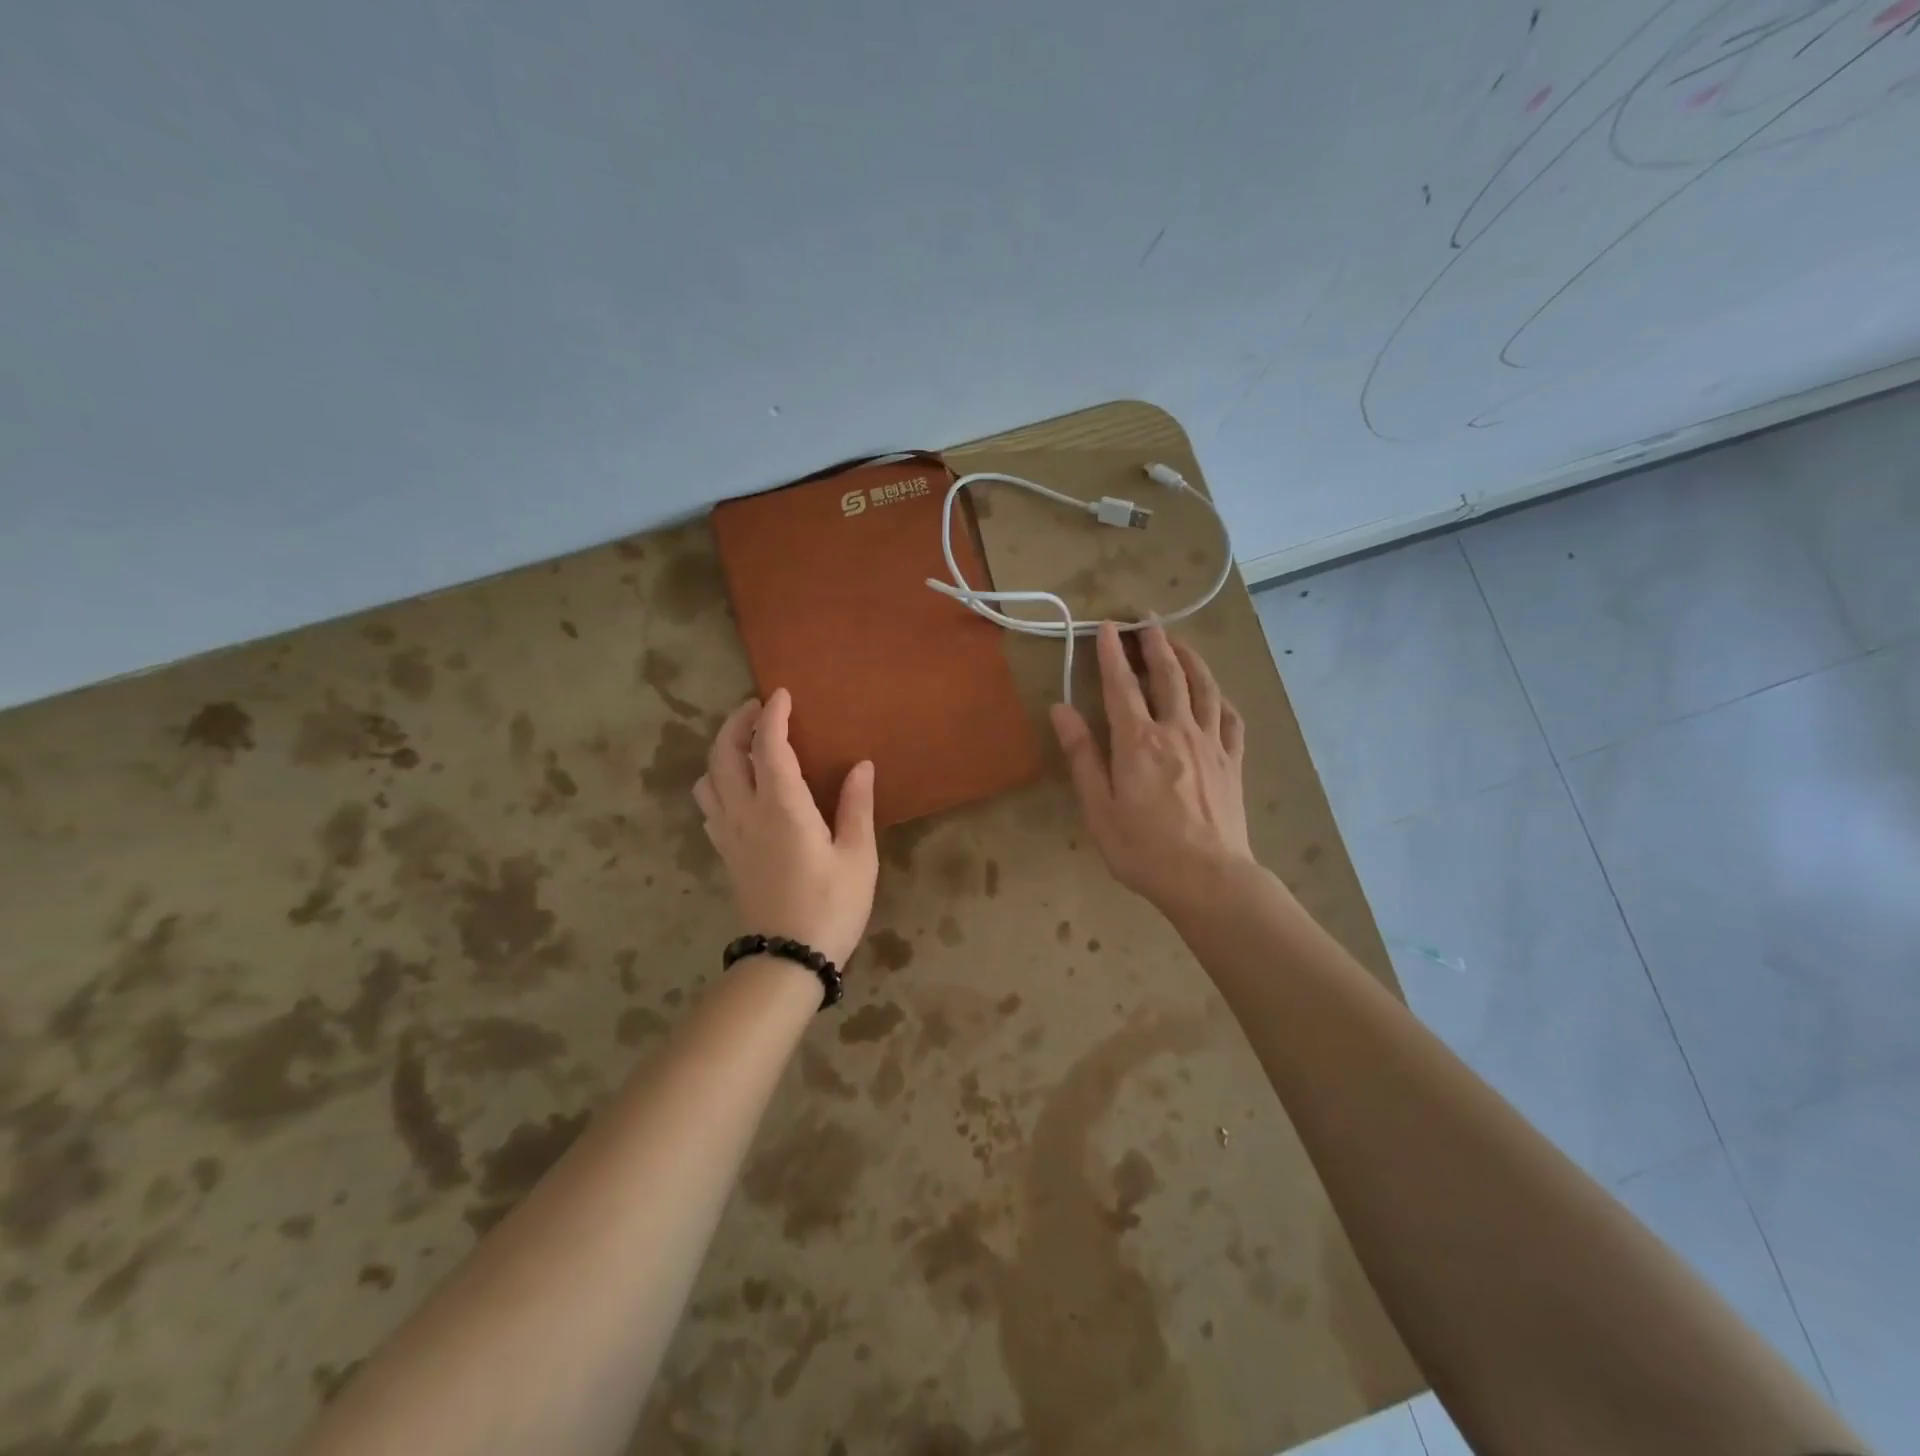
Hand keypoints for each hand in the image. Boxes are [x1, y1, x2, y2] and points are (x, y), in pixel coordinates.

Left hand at [692, 689, 877, 969]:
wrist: (788, 959)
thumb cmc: (831, 906)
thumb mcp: (857, 857)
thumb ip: (856, 807)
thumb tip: (861, 765)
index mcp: (783, 808)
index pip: (769, 747)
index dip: (773, 717)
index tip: (782, 694)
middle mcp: (746, 813)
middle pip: (724, 755)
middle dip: (736, 724)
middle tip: (758, 709)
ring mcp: (729, 834)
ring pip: (708, 779)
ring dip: (721, 752)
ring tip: (745, 744)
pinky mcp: (725, 854)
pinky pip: (709, 806)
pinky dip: (717, 782)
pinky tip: (736, 787)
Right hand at [1051, 622, 1251, 918]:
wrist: (1208, 879)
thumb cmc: (1142, 848)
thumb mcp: (1098, 807)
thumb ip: (1082, 755)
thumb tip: (1061, 709)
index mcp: (1138, 741)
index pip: (1121, 685)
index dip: (1112, 653)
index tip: (1107, 626)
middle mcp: (1176, 730)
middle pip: (1168, 675)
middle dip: (1156, 643)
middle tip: (1148, 620)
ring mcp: (1211, 744)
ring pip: (1204, 688)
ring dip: (1190, 659)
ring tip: (1180, 642)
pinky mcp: (1232, 762)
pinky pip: (1231, 719)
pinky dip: (1221, 698)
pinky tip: (1216, 693)